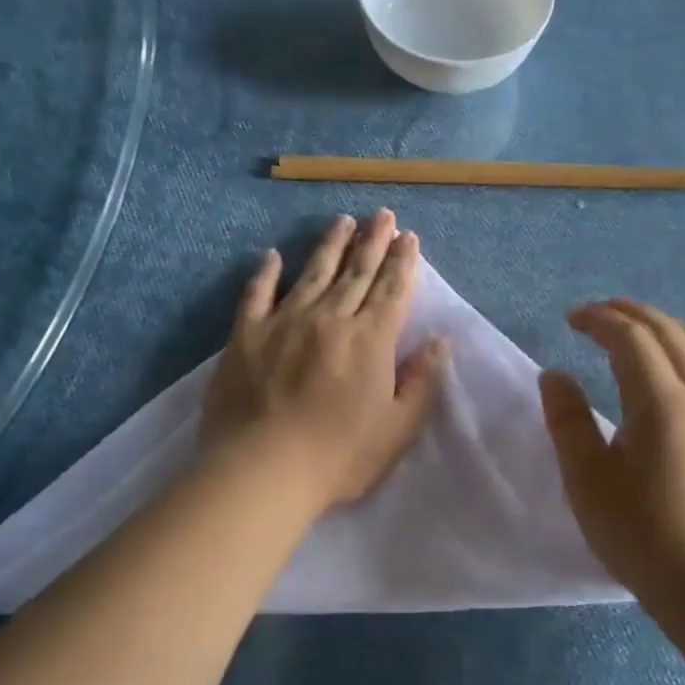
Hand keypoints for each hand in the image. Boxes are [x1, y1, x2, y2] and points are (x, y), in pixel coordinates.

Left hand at [202, 210, 449, 511]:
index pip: (391, 290)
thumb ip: (421, 382)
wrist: (263, 469)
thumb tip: (439, 342)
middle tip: (382, 215)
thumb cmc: (338, 456)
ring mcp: (284, 322)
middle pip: (356, 272)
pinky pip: (257, 294)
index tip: (408, 237)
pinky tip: (272, 256)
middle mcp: (330, 319)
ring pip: (312, 273)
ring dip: (330, 245)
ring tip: (342, 221)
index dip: (403, 262)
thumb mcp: (397, 429)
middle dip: (373, 241)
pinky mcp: (245, 335)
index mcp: (370, 340)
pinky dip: (265, 273)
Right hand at [539, 299, 684, 603]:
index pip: (631, 338)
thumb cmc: (640, 533)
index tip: (570, 320)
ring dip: (668, 326)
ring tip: (640, 330)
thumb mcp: (587, 480)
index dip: (599, 319)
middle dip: (629, 313)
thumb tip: (554, 374)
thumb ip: (568, 420)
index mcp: (662, 403)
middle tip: (596, 314)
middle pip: (669, 332)